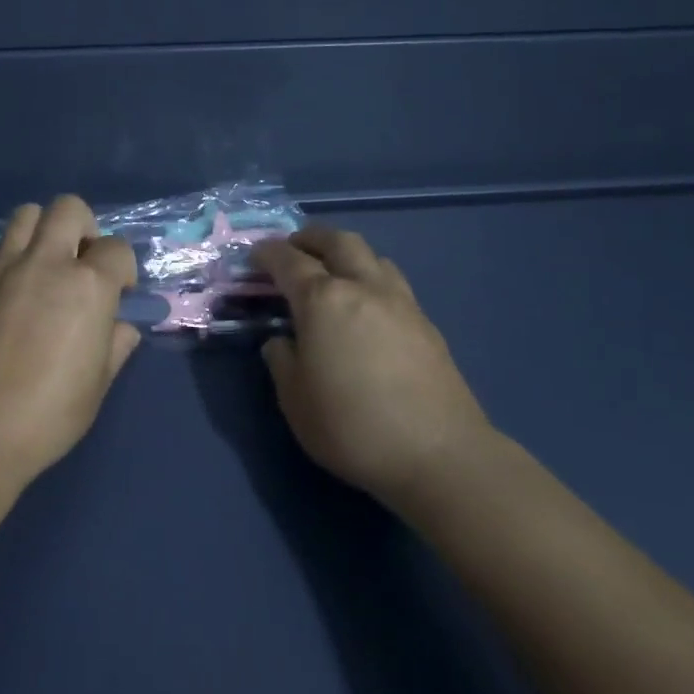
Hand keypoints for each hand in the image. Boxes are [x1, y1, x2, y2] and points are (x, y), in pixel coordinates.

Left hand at [0, 195, 141, 480]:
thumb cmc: (48, 413)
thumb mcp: (97, 384)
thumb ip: (115, 345)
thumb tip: (121, 327)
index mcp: (87, 286)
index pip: (116, 248)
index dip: (122, 267)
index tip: (118, 292)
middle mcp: (45, 262)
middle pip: (68, 208)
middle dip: (84, 227)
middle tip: (80, 262)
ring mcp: (3, 267)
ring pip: (26, 214)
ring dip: (42, 231)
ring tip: (42, 266)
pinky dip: (10, 256)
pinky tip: (9, 289)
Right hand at [253, 227, 489, 505]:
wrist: (438, 454)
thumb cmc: (352, 426)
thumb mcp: (295, 400)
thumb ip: (282, 361)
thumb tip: (282, 341)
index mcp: (323, 300)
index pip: (288, 261)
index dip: (267, 253)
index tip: (254, 256)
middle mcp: (363, 287)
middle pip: (337, 241)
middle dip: (310, 238)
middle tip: (293, 248)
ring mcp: (400, 303)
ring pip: (372, 256)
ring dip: (345, 254)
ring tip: (333, 273)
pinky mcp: (427, 324)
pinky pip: (392, 283)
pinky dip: (370, 279)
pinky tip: (366, 307)